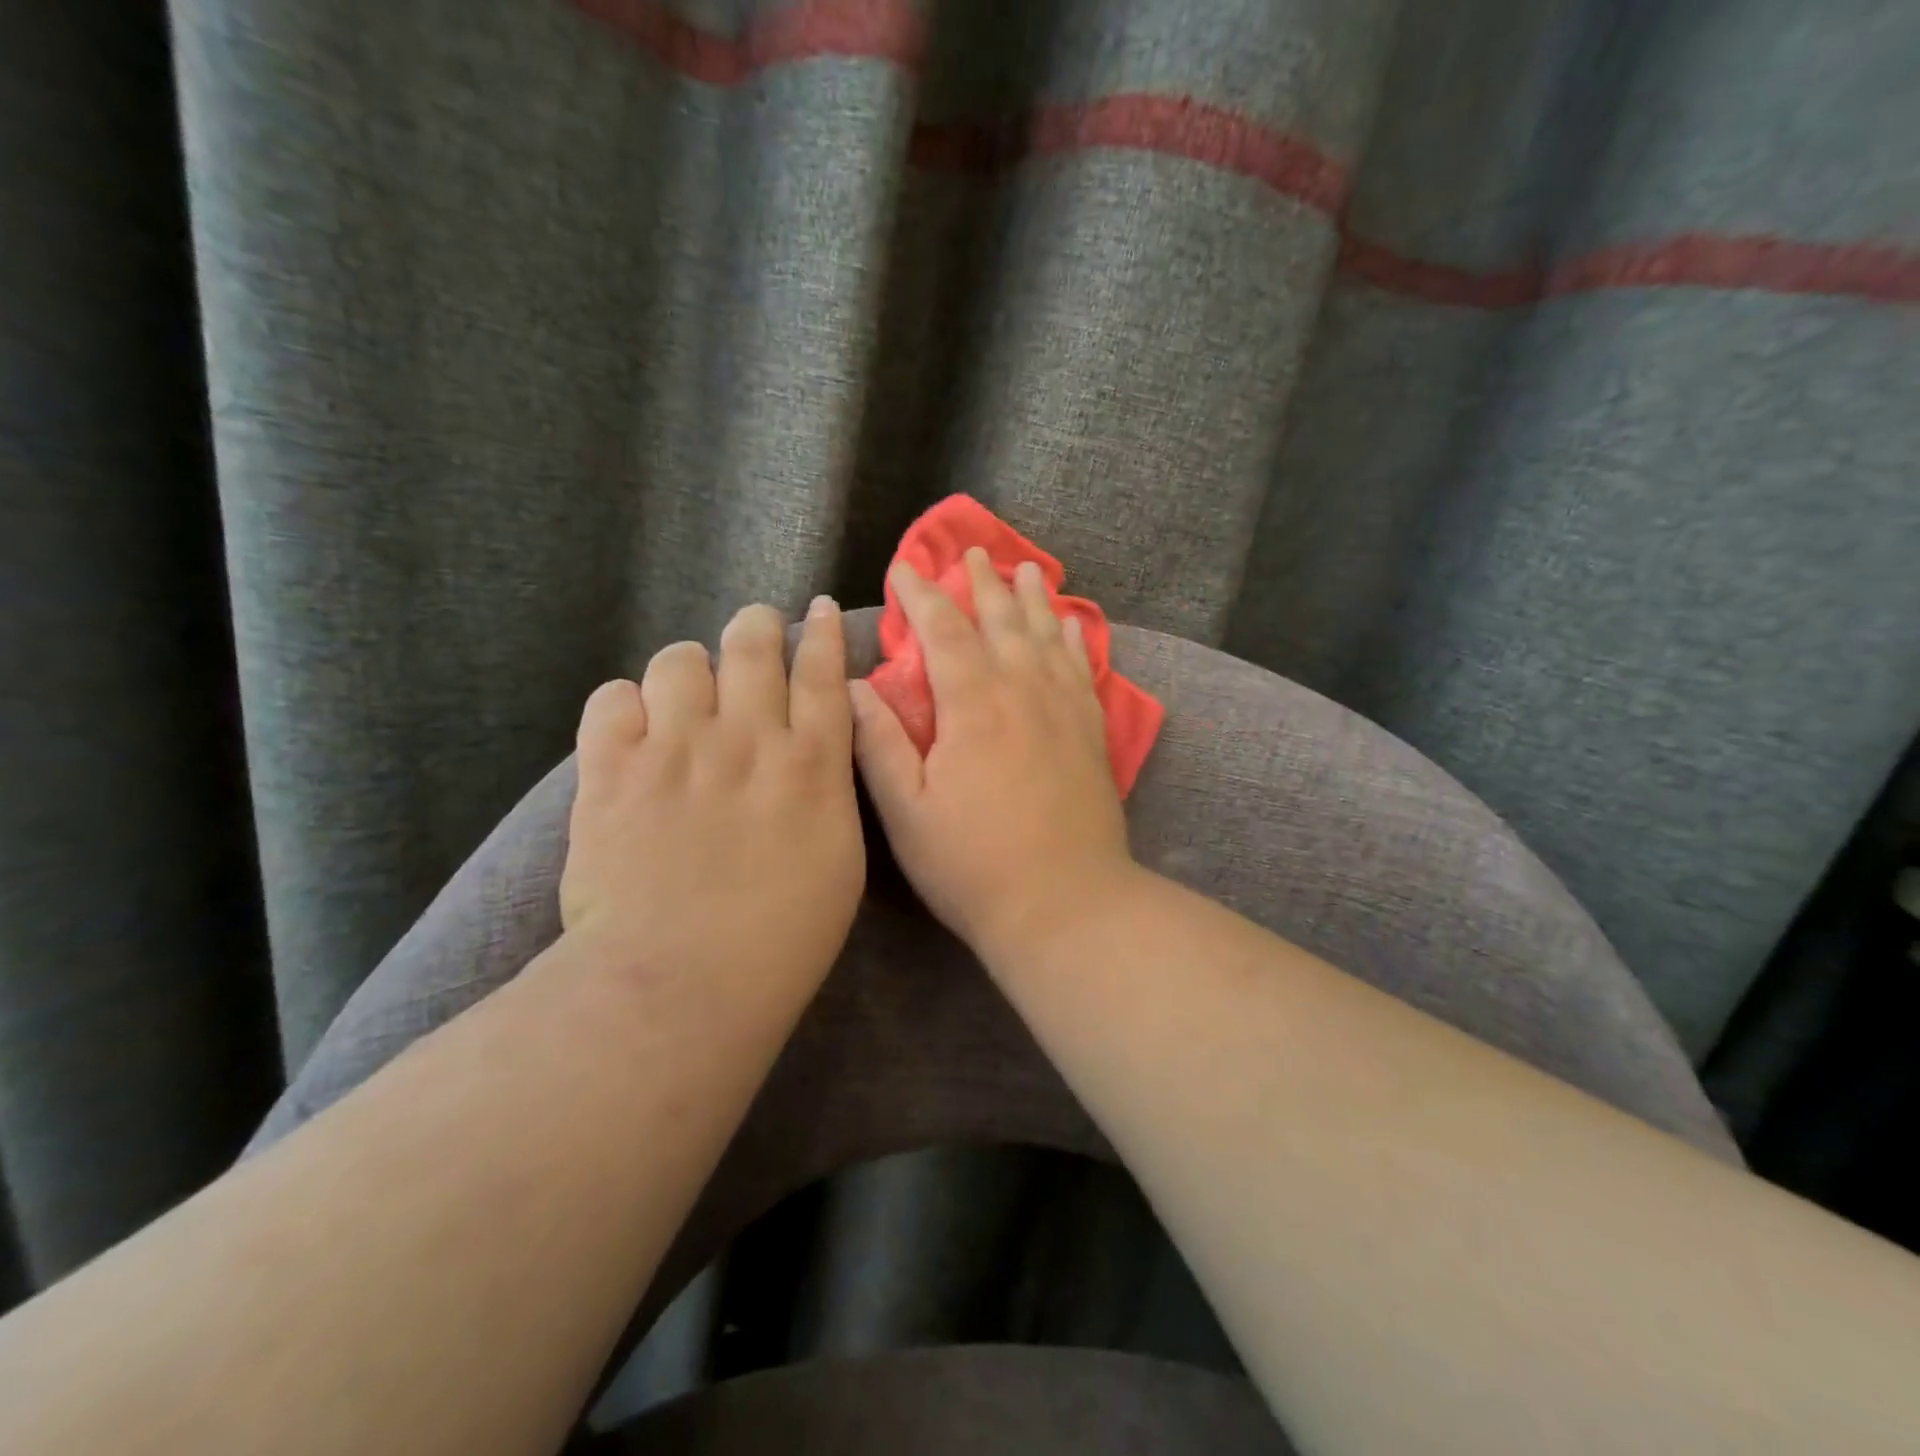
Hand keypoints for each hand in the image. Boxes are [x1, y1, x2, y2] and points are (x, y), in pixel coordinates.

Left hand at [561, 598, 863, 990]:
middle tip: (754, 633)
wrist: (682, 982)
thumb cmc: (782, 938)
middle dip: (757, 626)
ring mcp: (676, 749)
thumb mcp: (839, 860)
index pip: (823, 673)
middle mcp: (748, 738)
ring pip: (679, 660)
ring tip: (686, 696)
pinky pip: (612, 699)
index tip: (815, 609)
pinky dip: (626, 706)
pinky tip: (634, 731)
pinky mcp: (612, 771)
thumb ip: (828, 792)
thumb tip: (812, 750)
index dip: (821, 632)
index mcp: (811, 764)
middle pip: (753, 644)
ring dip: (689, 669)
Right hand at [849, 548, 1137, 959]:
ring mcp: (1064, 710)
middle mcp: (1023, 691)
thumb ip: (879, 744)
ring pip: (1047, 636)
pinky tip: (1074, 626)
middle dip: (981, 583)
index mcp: (973, 705)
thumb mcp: (907, 813)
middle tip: (972, 552)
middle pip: (1001, 621)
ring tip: (1026, 568)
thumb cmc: (973, 865)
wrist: (1066, 904)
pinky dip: (1075, 641)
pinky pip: (1083, 670)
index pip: (943, 631)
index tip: (905, 568)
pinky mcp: (1092, 734)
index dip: (921, 596)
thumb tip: (854, 686)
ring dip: (1033, 599)